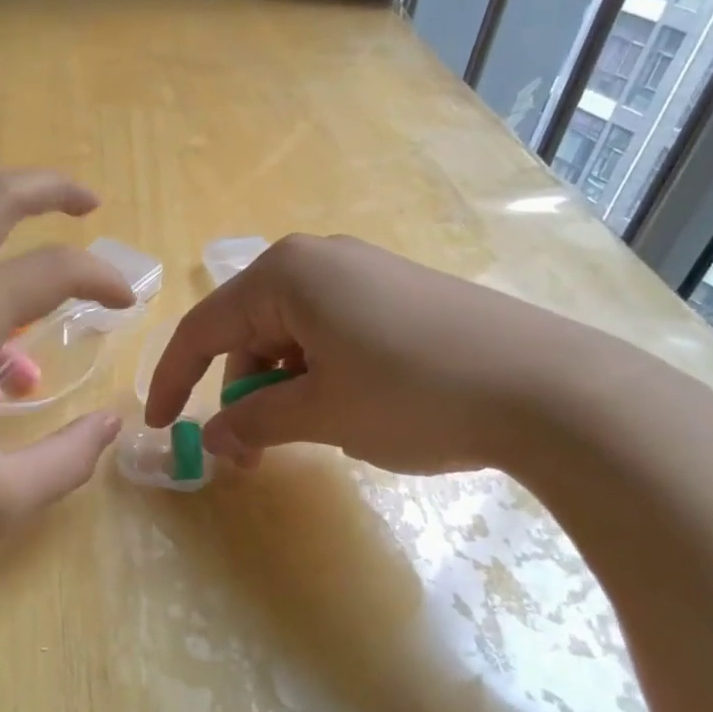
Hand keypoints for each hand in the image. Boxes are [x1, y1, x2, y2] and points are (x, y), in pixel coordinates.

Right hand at [144, 233, 661, 475]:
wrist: (551, 388)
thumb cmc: (414, 394)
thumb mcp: (321, 413)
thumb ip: (254, 421)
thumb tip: (213, 439)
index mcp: (285, 274)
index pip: (203, 329)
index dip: (174, 381)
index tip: (161, 427)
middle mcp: (317, 259)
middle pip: (247, 329)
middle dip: (238, 391)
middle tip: (248, 452)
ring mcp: (363, 271)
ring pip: (289, 332)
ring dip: (280, 386)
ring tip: (303, 434)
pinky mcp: (398, 291)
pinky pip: (330, 329)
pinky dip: (317, 371)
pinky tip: (344, 406)